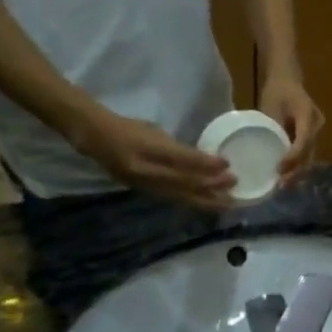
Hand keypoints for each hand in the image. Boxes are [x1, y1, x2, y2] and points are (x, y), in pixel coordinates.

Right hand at [68, 110, 235, 206]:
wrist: (96, 139)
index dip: (206, 163)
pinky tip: (206, 203)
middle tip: (235, 184)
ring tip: (227, 201)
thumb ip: (177, 148)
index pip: (182, 159)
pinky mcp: (143, 192)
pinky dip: (191, 201)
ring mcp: (143, 184)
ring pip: (179, 195)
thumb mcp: (155, 131)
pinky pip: (172, 199)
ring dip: (205, 199)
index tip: (227, 164)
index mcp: (148, 149)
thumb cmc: (129, 128)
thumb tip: (204, 159)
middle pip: (183, 182)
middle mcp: (145, 170)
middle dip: (211, 185)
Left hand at [258, 76, 323, 180]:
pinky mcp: (312, 134)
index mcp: (307, 114)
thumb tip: (266, 153)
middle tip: (281, 185)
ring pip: (310, 154)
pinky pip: (307, 151)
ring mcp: (316, 129)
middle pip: (309, 151)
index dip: (293, 157)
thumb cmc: (276, 91)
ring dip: (298, 170)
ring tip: (283, 184)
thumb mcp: (270, 108)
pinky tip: (286, 174)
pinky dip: (298, 163)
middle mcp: (316, 124)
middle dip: (296, 169)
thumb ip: (272, 128)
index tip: (279, 169)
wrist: (287, 80)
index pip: (303, 140)